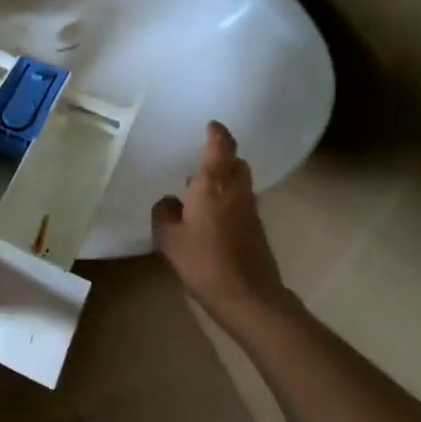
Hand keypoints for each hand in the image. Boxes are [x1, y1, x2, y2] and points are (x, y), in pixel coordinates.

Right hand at [153, 122, 292, 315]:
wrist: (248, 296)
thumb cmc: (204, 261)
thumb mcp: (169, 238)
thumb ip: (164, 213)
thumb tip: (170, 202)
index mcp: (213, 185)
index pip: (221, 147)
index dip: (217, 133)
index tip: (211, 125)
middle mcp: (236, 190)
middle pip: (236, 163)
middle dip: (222, 156)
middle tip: (202, 160)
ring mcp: (250, 210)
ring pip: (240, 183)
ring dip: (225, 179)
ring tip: (200, 190)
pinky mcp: (256, 229)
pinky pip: (241, 202)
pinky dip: (228, 199)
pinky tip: (209, 217)